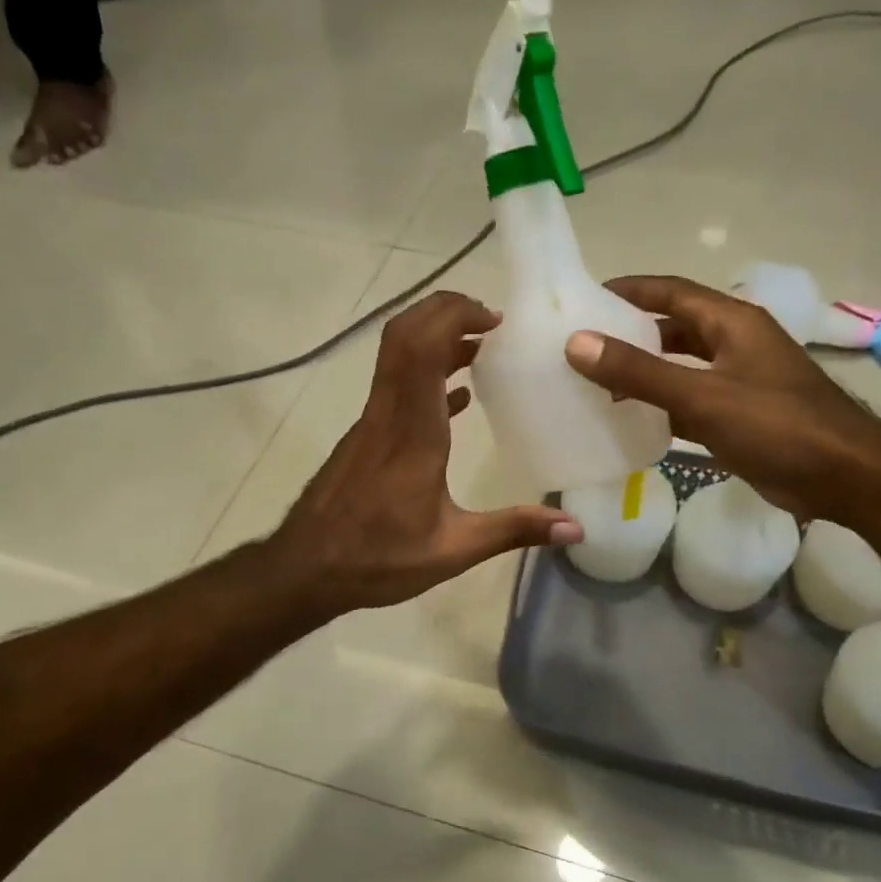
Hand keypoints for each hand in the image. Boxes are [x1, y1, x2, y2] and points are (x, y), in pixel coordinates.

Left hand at [273, 291, 580, 613]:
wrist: (306, 569)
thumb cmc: (378, 558)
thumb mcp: (453, 550)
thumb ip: (512, 531)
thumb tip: (575, 527)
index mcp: (412, 432)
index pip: (422, 349)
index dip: (454, 318)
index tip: (494, 320)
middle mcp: (388, 414)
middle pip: (404, 335)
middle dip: (444, 312)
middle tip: (491, 321)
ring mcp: (372, 422)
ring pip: (396, 357)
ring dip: (435, 340)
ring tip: (482, 348)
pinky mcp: (365, 436)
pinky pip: (395, 388)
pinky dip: (426, 376)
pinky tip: (457, 396)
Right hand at [564, 275, 880, 521]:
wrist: (843, 476)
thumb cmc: (776, 425)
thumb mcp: (702, 395)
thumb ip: (639, 371)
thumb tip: (577, 342)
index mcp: (732, 322)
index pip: (671, 292)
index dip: (630, 291)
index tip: (587, 298)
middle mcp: (735, 344)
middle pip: (675, 329)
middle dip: (632, 334)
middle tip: (585, 346)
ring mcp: (740, 381)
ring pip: (682, 368)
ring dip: (645, 373)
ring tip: (598, 384)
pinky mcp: (741, 417)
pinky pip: (691, 402)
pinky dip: (663, 407)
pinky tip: (632, 421)